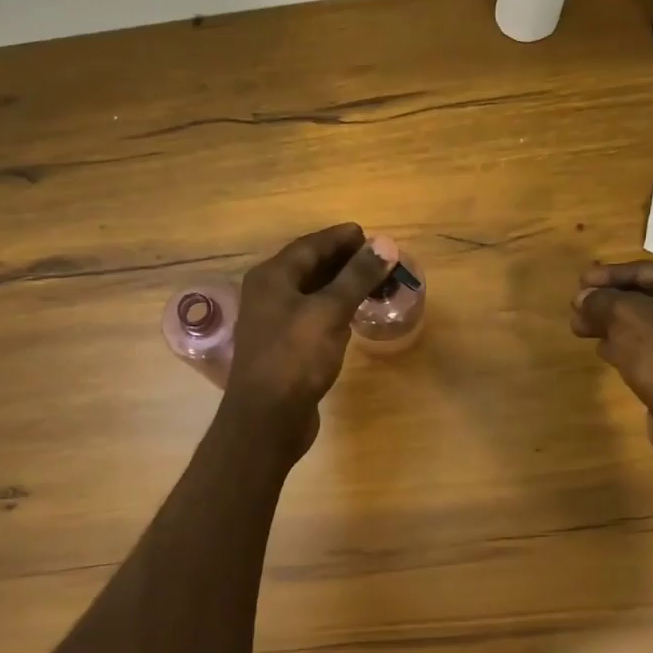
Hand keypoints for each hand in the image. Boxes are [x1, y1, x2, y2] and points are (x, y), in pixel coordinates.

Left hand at [221, 223, 395, 452]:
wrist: (267, 418)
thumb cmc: (295, 358)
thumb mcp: (329, 312)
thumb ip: (357, 277)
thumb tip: (385, 244)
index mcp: (272, 278)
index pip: (309, 246)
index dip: (340, 238)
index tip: (369, 234)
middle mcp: (267, 295)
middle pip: (308, 267)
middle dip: (343, 261)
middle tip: (377, 258)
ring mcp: (273, 323)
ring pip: (311, 294)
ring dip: (340, 286)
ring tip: (371, 282)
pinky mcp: (284, 349)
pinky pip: (312, 317)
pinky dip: (334, 310)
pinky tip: (352, 316)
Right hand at [570, 260, 652, 460]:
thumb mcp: (623, 315)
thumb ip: (599, 300)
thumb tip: (583, 298)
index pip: (642, 270)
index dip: (607, 275)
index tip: (580, 282)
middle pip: (641, 296)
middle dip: (605, 302)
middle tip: (575, 308)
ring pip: (641, 324)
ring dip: (609, 324)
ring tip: (579, 329)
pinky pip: (647, 348)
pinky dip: (623, 345)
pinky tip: (601, 350)